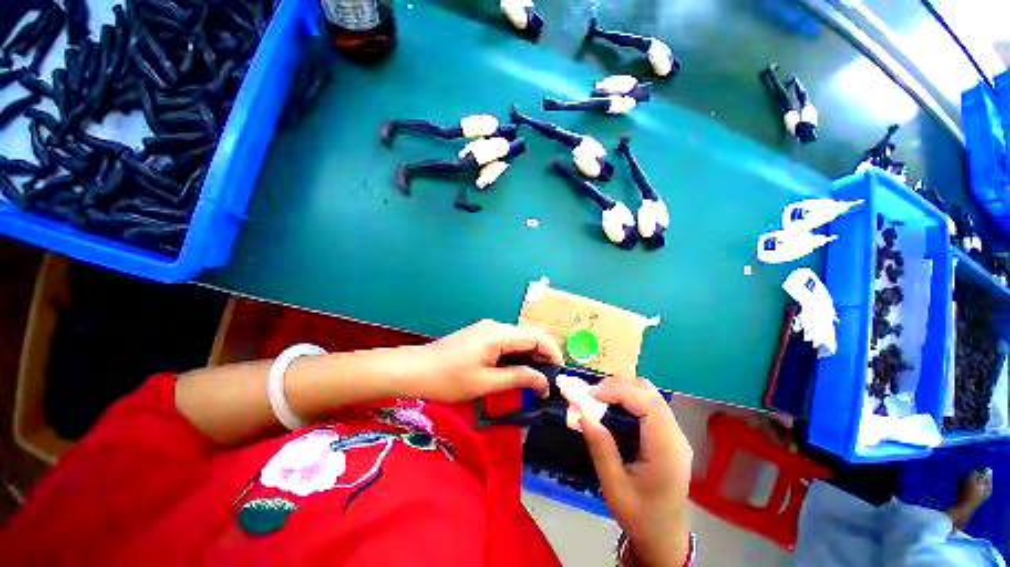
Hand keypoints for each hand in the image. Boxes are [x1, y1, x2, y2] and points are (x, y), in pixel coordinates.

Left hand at [401, 320, 563, 402]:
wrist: (415, 369)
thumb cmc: (449, 379)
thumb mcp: (486, 382)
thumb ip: (518, 378)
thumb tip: (545, 382)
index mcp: (499, 334)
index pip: (538, 337)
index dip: (553, 354)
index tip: (559, 376)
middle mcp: (497, 326)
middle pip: (530, 336)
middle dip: (543, 356)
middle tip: (548, 382)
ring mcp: (488, 329)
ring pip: (519, 339)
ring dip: (530, 357)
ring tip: (535, 380)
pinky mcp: (481, 335)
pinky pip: (507, 342)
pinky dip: (517, 355)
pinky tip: (516, 371)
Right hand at [579, 377, 692, 566]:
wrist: (666, 539)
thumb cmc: (641, 517)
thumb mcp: (614, 488)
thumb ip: (601, 449)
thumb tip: (582, 414)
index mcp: (667, 450)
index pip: (647, 403)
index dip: (618, 391)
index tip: (591, 394)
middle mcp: (676, 436)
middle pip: (649, 392)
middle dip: (618, 385)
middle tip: (592, 395)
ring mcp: (675, 434)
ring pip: (650, 394)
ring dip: (623, 389)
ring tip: (600, 399)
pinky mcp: (669, 434)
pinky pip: (649, 404)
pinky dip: (629, 397)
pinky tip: (613, 407)